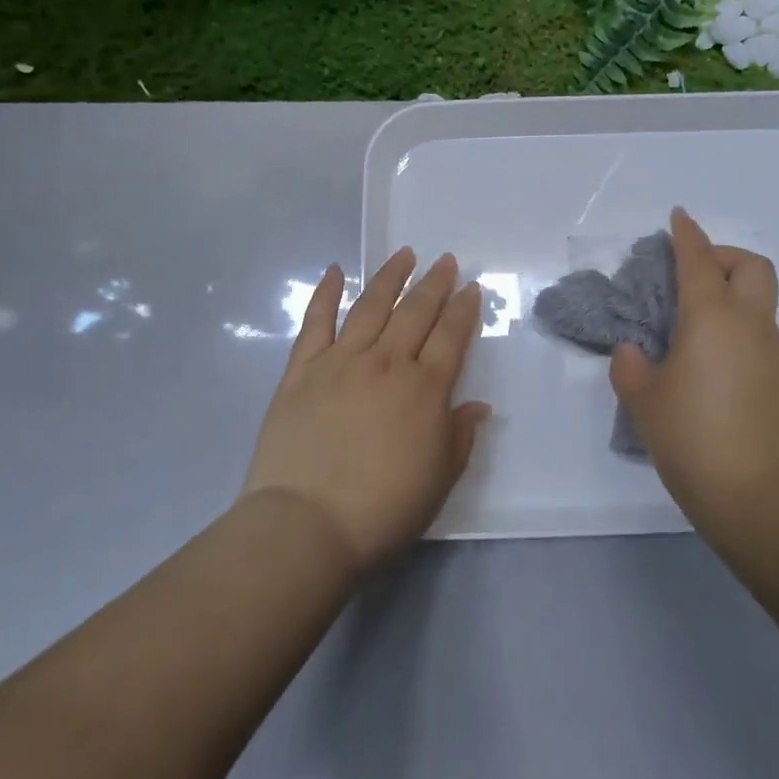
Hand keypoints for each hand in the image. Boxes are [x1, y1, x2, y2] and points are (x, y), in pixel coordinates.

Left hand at [242, 249, 489, 575]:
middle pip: (415, 312)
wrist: (306, 524)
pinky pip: (316, 322)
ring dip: (390, 277)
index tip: (471, 288)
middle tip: (445, 261)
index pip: (451, 336)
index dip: (464, 309)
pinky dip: (325, 294)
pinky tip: (334, 272)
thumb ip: (460, 436)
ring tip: (404, 254)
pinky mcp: (301, 371)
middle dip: (434, 284)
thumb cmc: (383, 508)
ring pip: (371, 306)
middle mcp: (387, 363)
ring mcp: (341, 362)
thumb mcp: (439, 479)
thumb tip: (477, 406)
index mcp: (425, 388)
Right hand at [611, 208, 778, 537]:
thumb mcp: (643, 399)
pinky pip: (756, 326)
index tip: (676, 217)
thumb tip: (635, 351)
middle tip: (688, 273)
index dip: (686, 234)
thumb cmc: (692, 436)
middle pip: (751, 265)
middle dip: (722, 255)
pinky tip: (702, 349)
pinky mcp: (774, 376)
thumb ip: (631, 365)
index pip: (699, 259)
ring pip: (758, 296)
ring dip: (729, 287)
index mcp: (712, 316)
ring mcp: (767, 350)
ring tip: (688, 313)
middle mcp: (747, 322)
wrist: (755, 495)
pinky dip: (733, 318)